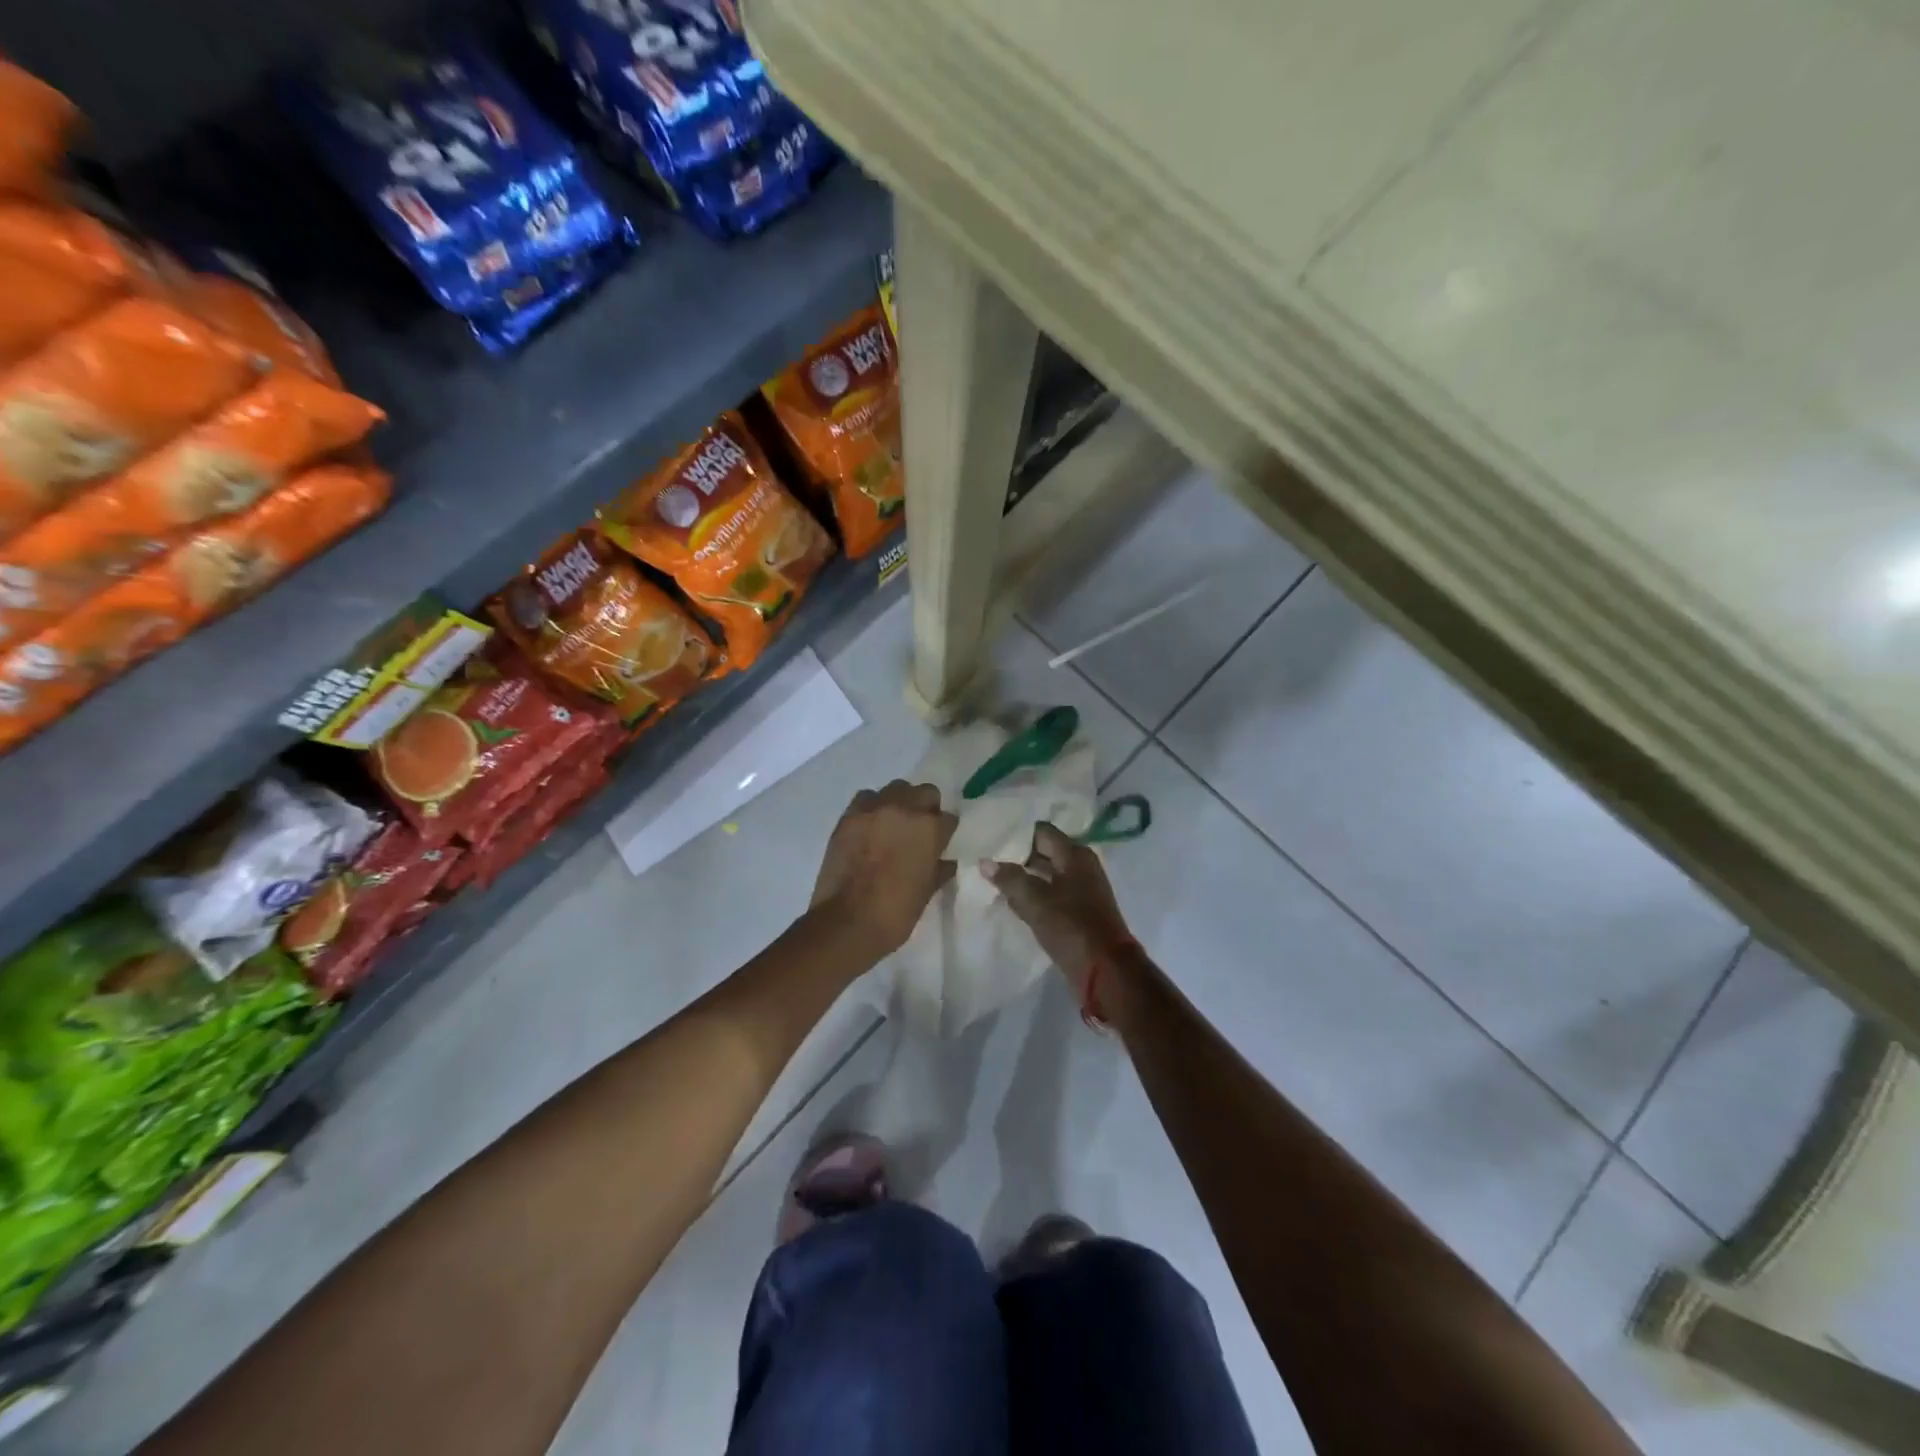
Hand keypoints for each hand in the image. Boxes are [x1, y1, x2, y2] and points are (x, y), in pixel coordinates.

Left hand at [811, 780, 957, 960]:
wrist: (847, 923)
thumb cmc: (895, 912)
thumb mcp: (926, 893)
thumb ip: (939, 870)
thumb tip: (946, 862)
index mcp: (929, 829)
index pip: (948, 818)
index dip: (945, 832)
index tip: (940, 843)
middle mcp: (904, 809)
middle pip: (925, 792)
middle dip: (927, 808)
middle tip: (919, 830)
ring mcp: (874, 810)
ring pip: (895, 789)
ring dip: (899, 803)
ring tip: (893, 825)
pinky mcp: (849, 816)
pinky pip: (866, 799)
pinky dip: (872, 808)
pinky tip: (870, 827)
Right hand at [982, 823, 1133, 1000]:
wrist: (1105, 971)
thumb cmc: (1070, 926)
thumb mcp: (1035, 900)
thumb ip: (1010, 878)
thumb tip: (985, 861)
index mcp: (1075, 855)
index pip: (1042, 832)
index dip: (1017, 833)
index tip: (992, 837)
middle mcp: (1082, 866)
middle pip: (1045, 852)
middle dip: (1018, 856)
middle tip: (987, 857)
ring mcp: (1083, 890)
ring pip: (1047, 875)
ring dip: (1025, 877)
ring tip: (993, 878)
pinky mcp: (1080, 912)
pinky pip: (1052, 895)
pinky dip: (1034, 896)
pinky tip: (1013, 902)